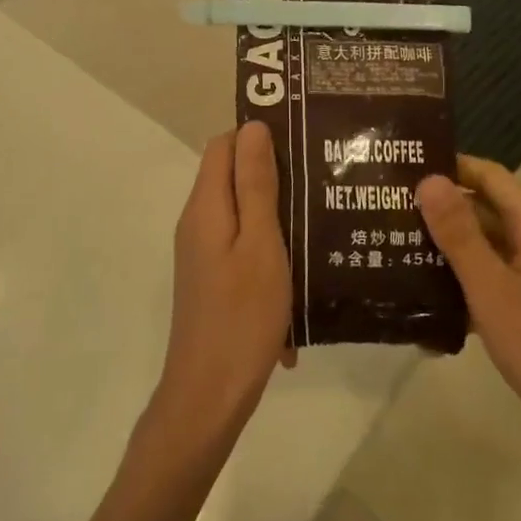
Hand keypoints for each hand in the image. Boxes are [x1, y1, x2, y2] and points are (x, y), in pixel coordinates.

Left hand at [149, 122, 293, 453]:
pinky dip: (270, 246)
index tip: (302, 138)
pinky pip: (243, 244)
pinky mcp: (213, 278)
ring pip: (242, 211)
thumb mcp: (260, 243)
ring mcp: (203, 252)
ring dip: (278, 211)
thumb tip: (253, 126)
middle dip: (274, 171)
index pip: (223, 144)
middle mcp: (198, 222)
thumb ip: (256, 185)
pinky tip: (304, 265)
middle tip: (322, 175)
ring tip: (322, 213)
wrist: (210, 394)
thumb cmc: (242, 315)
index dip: (258, 134)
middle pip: (232, 176)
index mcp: (206, 206)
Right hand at [417, 157, 520, 474]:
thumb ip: (459, 235)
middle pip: (485, 210)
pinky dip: (460, 283)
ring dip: (446, 247)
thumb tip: (428, 178)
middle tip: (388, 208)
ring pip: (485, 249)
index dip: (452, 165)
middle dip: (440, 207)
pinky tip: (425, 301)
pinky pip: (490, 282)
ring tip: (395, 248)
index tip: (406, 166)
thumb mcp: (493, 289)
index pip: (491, 177)